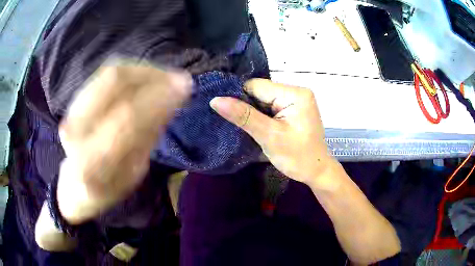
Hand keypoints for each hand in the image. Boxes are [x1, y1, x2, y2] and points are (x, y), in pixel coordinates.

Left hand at [57, 62, 191, 224]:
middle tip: (180, 79)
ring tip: (167, 77)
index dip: (158, 97)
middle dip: (153, 76)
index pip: (127, 117)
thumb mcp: (133, 173)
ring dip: (144, 71)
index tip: (185, 88)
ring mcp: (72, 110)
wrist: (75, 182)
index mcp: (90, 161)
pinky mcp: (75, 99)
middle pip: (115, 82)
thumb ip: (147, 136)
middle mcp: (75, 129)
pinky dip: (132, 72)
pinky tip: (148, 77)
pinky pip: (106, 74)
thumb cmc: (108, 186)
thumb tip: (171, 100)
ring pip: (111, 72)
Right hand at [210, 79, 335, 187]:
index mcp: (294, 93)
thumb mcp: (269, 136)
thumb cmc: (297, 157)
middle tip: (241, 126)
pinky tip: (259, 128)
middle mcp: (296, 91)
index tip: (229, 115)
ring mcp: (296, 100)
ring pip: (264, 101)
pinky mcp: (294, 110)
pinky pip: (271, 108)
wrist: (317, 172)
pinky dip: (262, 117)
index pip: (256, 86)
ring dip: (255, 114)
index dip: (240, 99)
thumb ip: (243, 116)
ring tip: (251, 129)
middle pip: (260, 92)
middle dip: (248, 108)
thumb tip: (215, 100)